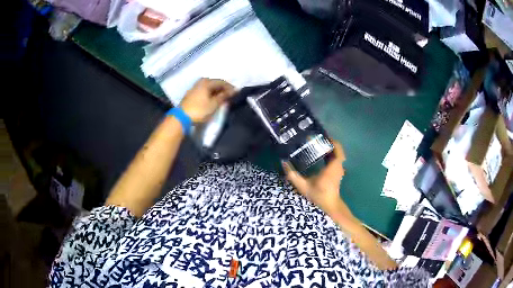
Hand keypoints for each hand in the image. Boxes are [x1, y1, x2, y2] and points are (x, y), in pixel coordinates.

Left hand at [180, 78, 234, 122]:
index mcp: (207, 82)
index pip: (222, 82)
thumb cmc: (199, 110)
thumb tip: (233, 91)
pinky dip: (211, 94)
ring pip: (210, 88)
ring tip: (222, 99)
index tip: (236, 93)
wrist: (182, 117)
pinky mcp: (192, 94)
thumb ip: (224, 96)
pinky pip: (205, 91)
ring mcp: (195, 87)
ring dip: (217, 92)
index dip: (230, 87)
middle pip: (215, 84)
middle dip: (223, 89)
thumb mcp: (214, 104)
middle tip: (230, 97)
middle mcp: (201, 82)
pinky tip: (213, 100)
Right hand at [282, 141, 351, 216]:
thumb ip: (292, 175)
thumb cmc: (318, 195)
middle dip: (329, 143)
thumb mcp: (303, 185)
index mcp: (333, 166)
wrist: (329, 206)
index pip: (337, 148)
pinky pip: (336, 159)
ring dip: (330, 148)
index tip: (322, 136)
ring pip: (337, 154)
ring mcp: (339, 169)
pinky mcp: (337, 172)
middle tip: (317, 139)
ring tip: (317, 145)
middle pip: (337, 149)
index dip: (331, 141)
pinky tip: (320, 155)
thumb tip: (283, 162)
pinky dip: (330, 154)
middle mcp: (338, 166)